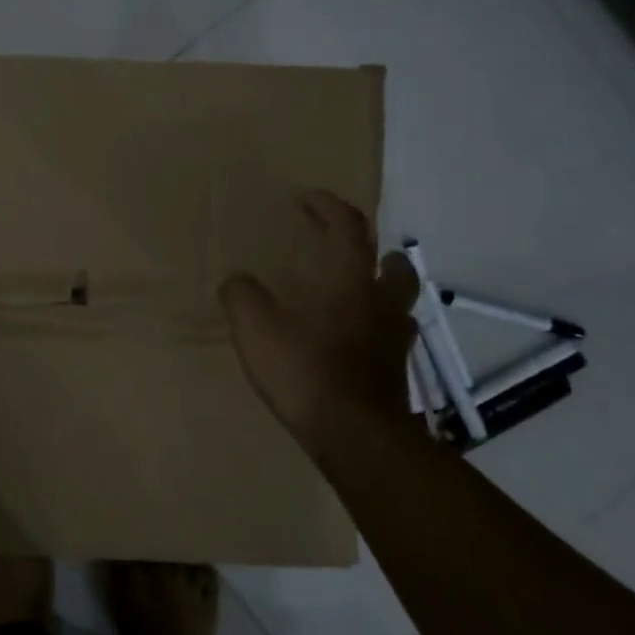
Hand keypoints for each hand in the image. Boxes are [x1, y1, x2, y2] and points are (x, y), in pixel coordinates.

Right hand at [219, 190, 419, 459]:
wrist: (356, 437)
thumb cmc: (306, 373)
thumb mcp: (256, 330)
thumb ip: (242, 297)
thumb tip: (237, 281)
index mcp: (350, 282)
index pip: (347, 227)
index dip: (327, 206)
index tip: (306, 198)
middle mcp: (380, 304)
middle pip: (392, 263)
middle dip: (372, 248)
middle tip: (346, 250)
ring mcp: (393, 340)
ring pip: (397, 301)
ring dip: (379, 288)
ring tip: (349, 296)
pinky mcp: (395, 372)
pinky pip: (388, 336)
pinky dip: (372, 328)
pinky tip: (349, 342)